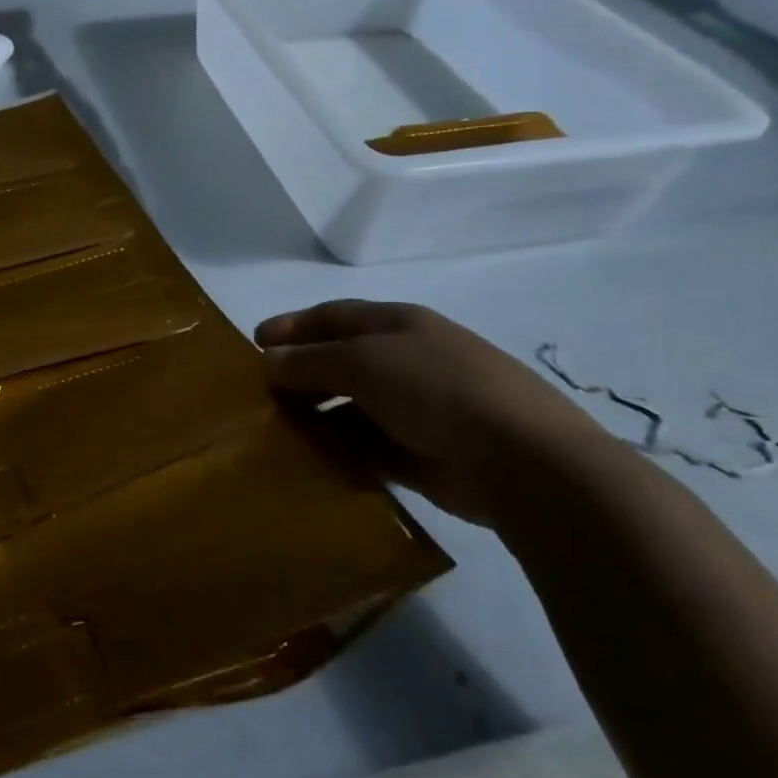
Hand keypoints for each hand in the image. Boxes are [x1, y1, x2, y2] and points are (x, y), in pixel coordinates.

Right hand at [255, 300, 606, 525]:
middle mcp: (405, 360)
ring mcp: (415, 408)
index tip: (254, 342)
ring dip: (314, 415)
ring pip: (349, 406)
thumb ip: (308, 361)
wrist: (524, 462)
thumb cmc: (436, 389)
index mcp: (397, 325)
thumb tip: (267, 361)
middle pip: (338, 361)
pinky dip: (337, 450)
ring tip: (276, 430)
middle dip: (299, 373)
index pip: (333, 316)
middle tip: (260, 393)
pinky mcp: (419, 453)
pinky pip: (364, 446)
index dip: (292, 325)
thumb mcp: (362, 362)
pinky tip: (309, 459)